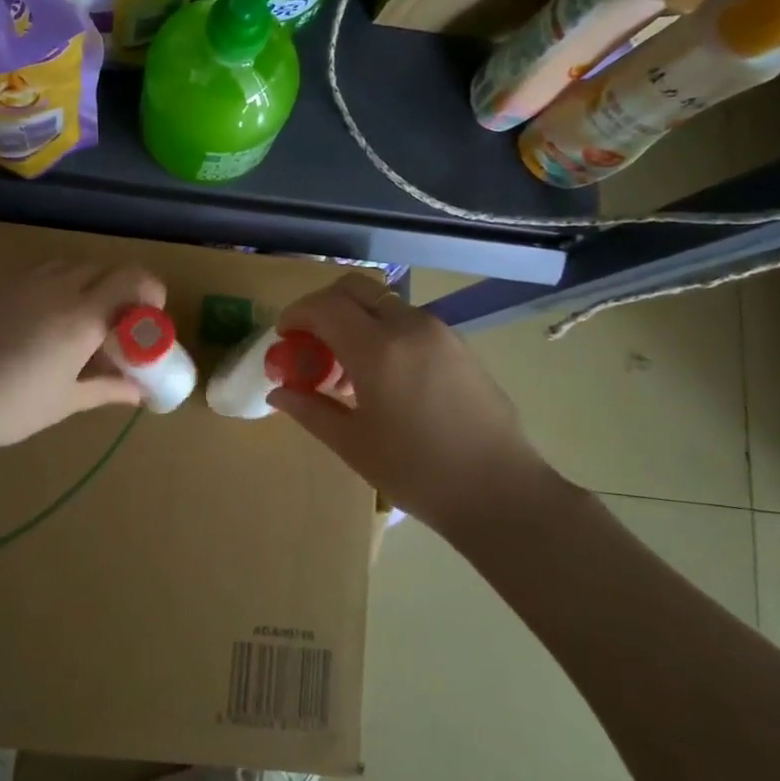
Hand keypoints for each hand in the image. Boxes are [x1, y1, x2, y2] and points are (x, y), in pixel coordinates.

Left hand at [0, 259, 165, 453]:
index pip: (132, 279)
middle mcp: (60, 289)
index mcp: (84, 317)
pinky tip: (42, 318)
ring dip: (87, 283)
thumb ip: (108, 388)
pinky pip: (40, 273)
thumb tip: (138, 392)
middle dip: (119, 289)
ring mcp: (26, 283)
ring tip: (80, 318)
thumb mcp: (68, 401)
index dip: (150, 290)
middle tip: (116, 323)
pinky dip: (56, 285)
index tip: (150, 314)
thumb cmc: (14, 406)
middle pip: (104, 268)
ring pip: (71, 266)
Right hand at [268, 274, 564, 526]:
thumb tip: (278, 393)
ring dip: (355, 320)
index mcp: (378, 349)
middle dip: (324, 305)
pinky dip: (384, 332)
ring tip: (347, 368)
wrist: (501, 492)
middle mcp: (409, 326)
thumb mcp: (353, 444)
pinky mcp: (459, 345)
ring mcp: (440, 332)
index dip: (296, 314)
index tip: (283, 337)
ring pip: (384, 304)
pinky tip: (383, 376)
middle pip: (355, 288)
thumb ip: (310, 410)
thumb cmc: (417, 472)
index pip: (325, 307)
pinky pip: (409, 322)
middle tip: (310, 340)